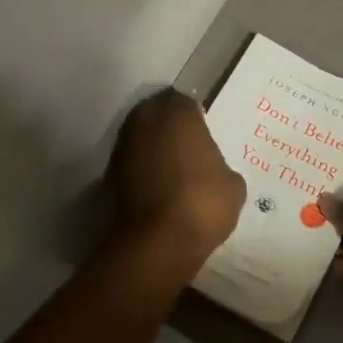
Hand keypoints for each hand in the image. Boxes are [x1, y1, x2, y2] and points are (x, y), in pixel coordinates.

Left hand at [104, 90, 245, 278]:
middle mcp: (146, 121)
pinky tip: (157, 185)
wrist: (158, 242)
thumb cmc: (203, 203)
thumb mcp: (232, 185)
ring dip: (152, 146)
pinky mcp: (109, 174)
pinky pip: (131, 162)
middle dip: (169, 125)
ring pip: (141, 136)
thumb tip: (212, 170)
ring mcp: (124, 147)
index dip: (194, 115)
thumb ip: (221, 167)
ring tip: (171, 166)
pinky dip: (141, 168)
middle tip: (186, 144)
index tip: (204, 130)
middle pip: (157, 113)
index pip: (185, 101)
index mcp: (178, 114)